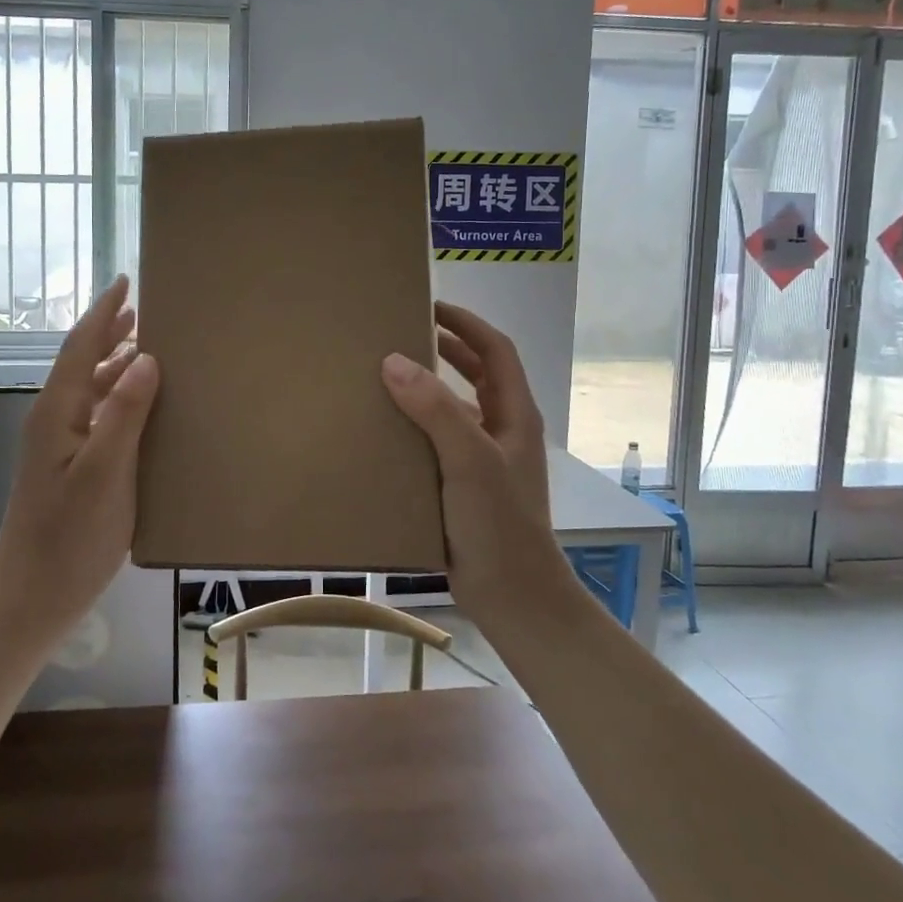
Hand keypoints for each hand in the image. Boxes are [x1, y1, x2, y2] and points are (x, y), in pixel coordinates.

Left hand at [0, 276, 160, 643]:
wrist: (31, 597)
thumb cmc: (70, 537)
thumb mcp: (105, 473)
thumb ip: (124, 413)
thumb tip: (146, 358)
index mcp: (58, 413)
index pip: (81, 346)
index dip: (104, 312)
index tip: (127, 281)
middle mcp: (55, 420)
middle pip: (82, 361)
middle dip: (108, 330)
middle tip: (143, 307)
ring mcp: (60, 445)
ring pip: (89, 388)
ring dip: (115, 362)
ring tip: (147, 345)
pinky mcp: (70, 467)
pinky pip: (97, 414)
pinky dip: (118, 396)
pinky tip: (141, 404)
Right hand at [380, 302, 572, 624]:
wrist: (513, 596)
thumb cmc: (499, 523)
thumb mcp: (469, 460)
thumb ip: (435, 410)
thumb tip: (394, 361)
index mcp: (514, 414)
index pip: (496, 350)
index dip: (467, 323)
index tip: (431, 305)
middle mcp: (502, 429)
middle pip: (478, 373)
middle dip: (447, 348)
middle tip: (404, 332)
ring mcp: (485, 458)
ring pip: (457, 407)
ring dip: (430, 386)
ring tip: (389, 373)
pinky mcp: (465, 484)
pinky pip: (440, 440)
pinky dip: (418, 425)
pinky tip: (388, 430)